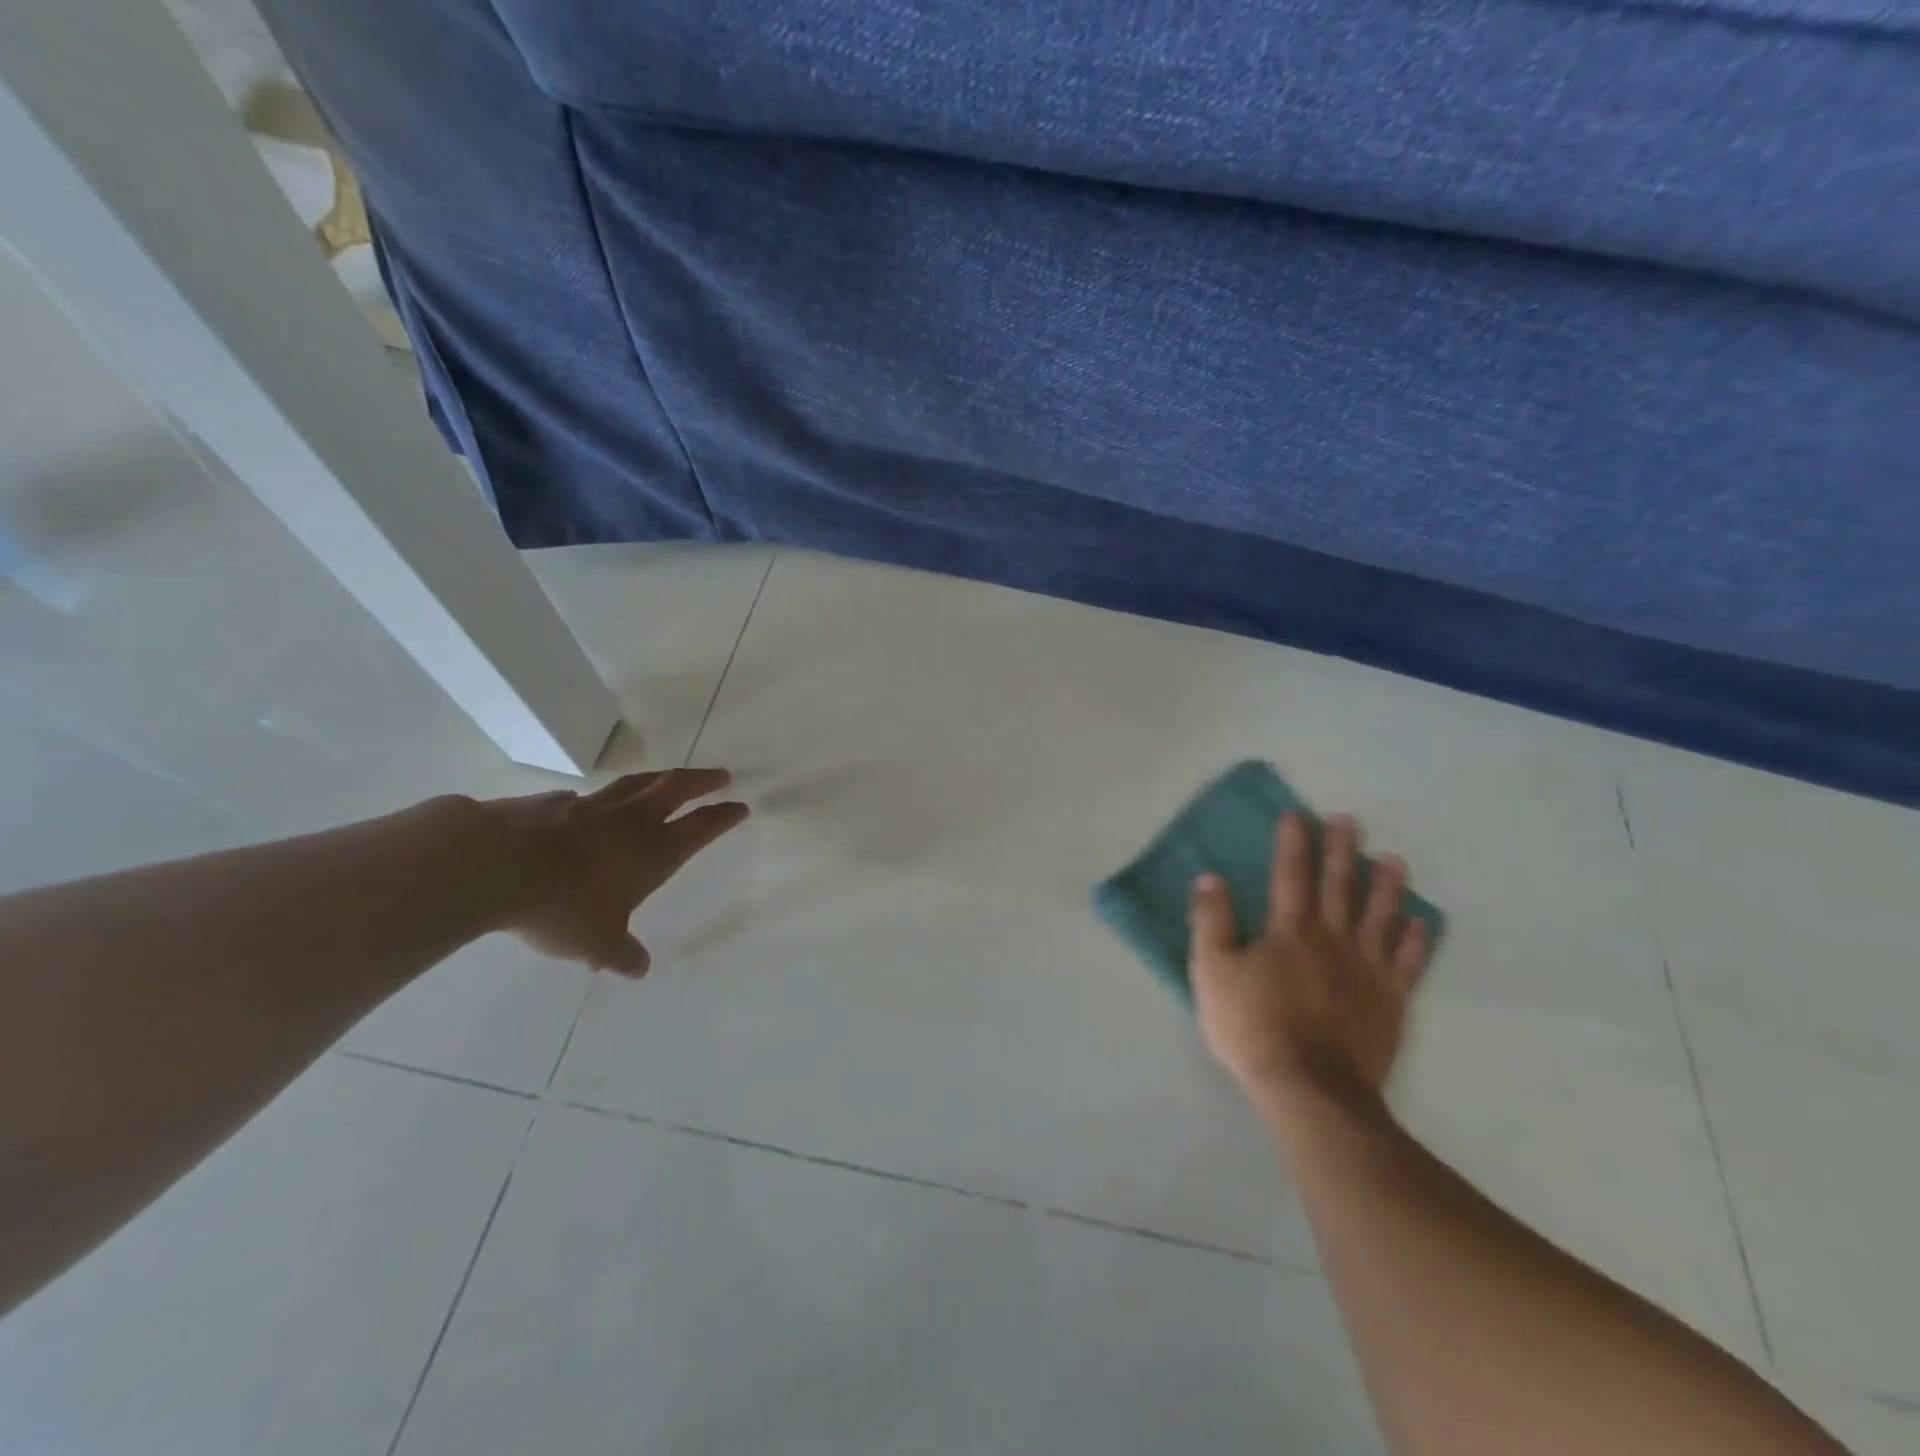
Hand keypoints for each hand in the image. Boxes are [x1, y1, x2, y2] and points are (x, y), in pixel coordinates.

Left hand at [480, 768, 747, 976]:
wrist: (494, 865)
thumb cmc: (561, 906)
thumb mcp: (596, 943)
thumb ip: (621, 954)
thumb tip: (638, 969)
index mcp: (653, 852)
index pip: (700, 827)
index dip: (723, 817)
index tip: (740, 807)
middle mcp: (630, 821)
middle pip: (677, 788)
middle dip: (703, 781)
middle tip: (720, 775)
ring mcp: (592, 807)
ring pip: (637, 783)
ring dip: (660, 777)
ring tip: (670, 776)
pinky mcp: (554, 803)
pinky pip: (586, 796)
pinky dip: (600, 798)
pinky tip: (590, 804)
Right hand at [1189, 812, 1431, 1113]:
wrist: (1311, 1088)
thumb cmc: (1252, 1026)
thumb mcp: (1212, 972)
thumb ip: (1212, 922)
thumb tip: (1211, 879)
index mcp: (1289, 929)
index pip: (1290, 873)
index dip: (1294, 842)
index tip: (1299, 814)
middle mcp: (1332, 938)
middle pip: (1339, 885)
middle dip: (1343, 850)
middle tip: (1350, 821)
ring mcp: (1367, 969)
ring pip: (1381, 916)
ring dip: (1387, 886)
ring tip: (1394, 861)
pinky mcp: (1390, 1001)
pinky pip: (1408, 962)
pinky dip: (1416, 940)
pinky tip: (1420, 923)